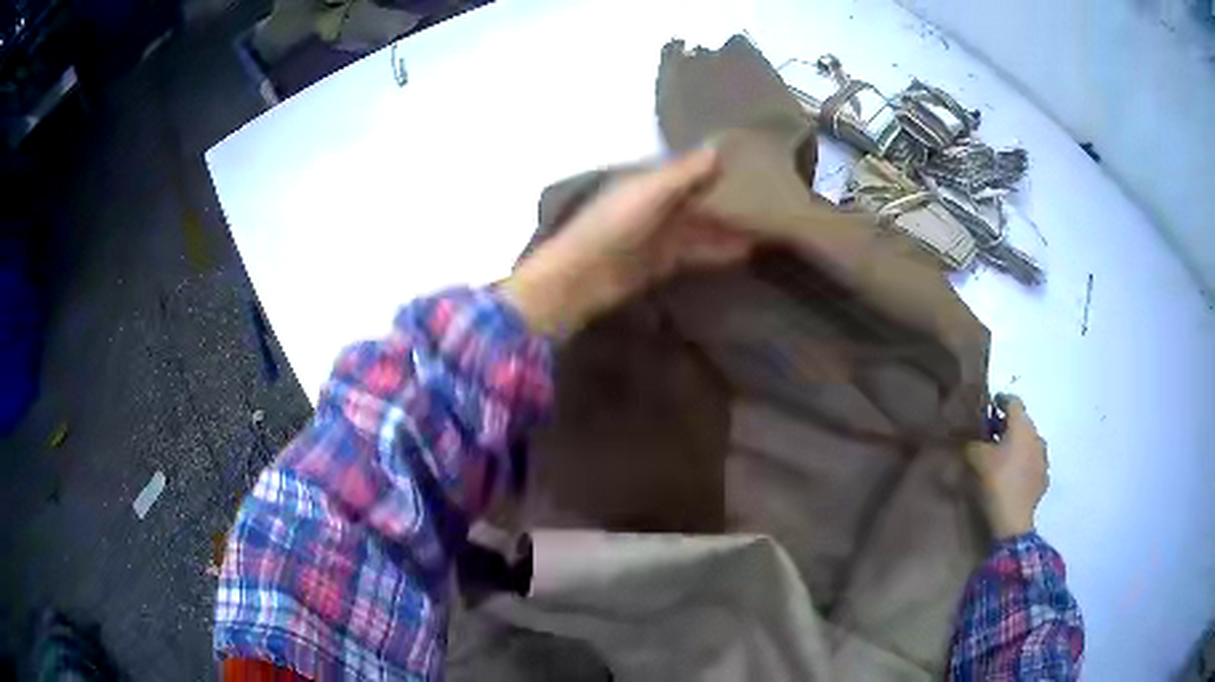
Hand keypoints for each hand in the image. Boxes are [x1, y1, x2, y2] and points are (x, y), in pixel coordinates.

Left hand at [500, 149, 753, 337]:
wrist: (580, 279)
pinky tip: (746, 251)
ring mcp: (660, 234)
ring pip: (703, 226)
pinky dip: (719, 250)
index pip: (691, 168)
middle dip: (730, 197)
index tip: (754, 162)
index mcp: (649, 180)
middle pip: (700, 198)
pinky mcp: (663, 262)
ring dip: (730, 226)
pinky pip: (697, 252)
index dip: (719, 165)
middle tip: (774, 198)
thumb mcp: (648, 193)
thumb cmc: (611, 226)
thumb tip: (718, 147)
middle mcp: (657, 203)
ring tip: (769, 225)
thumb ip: (682, 172)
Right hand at [966, 396, 1048, 539]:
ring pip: (1029, 442)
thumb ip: (973, 444)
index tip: (990, 404)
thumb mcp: (977, 460)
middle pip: (1022, 422)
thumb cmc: (997, 481)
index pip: (1013, 401)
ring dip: (1018, 444)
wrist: (1014, 519)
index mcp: (1022, 426)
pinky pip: (1033, 462)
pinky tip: (1013, 475)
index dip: (1001, 400)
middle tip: (992, 434)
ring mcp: (1042, 457)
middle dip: (1008, 425)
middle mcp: (1036, 435)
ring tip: (1004, 457)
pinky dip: (1023, 463)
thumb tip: (969, 439)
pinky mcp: (1043, 477)